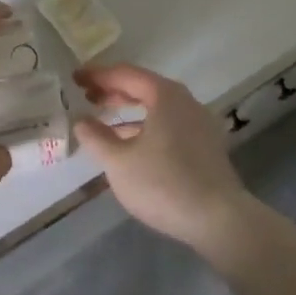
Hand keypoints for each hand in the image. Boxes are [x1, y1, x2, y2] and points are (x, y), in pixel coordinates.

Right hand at [73, 64, 255, 258]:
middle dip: (112, 91)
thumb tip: (80, 120)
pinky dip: (144, 126)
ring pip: (155, 107)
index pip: (125, 73)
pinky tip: (130, 144)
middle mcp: (184, 100)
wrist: (220, 220)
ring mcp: (197, 122)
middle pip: (142, 87)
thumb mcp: (119, 163)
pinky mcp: (204, 145)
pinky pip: (167, 124)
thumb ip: (96, 138)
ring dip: (128, 110)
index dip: (97, 74)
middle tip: (86, 96)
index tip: (75, 77)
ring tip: (103, 120)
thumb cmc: (165, 184)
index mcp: (164, 94)